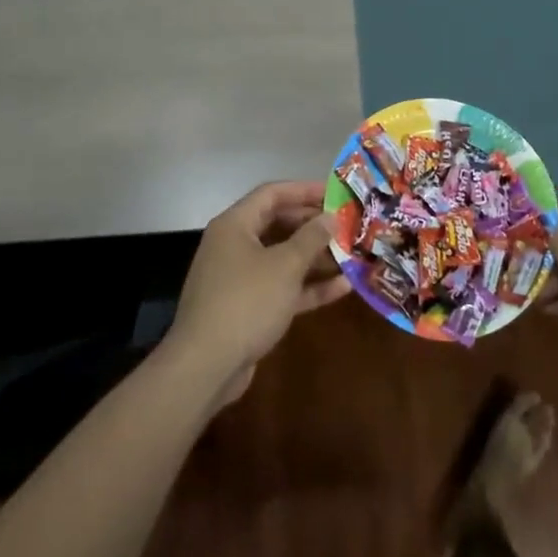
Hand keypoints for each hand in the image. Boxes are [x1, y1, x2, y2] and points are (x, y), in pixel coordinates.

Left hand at [162, 180, 352, 407]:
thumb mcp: (285, 265)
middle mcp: (234, 246)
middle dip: (313, 226)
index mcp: (235, 225)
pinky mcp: (248, 308)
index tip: (336, 193)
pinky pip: (281, 288)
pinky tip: (342, 288)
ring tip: (351, 255)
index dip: (305, 190)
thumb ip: (311, 238)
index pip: (272, 194)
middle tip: (347, 225)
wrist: (206, 366)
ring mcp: (240, 279)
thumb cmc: (246, 301)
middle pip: (278, 224)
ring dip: (316, 258)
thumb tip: (330, 217)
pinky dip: (308, 287)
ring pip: (282, 258)